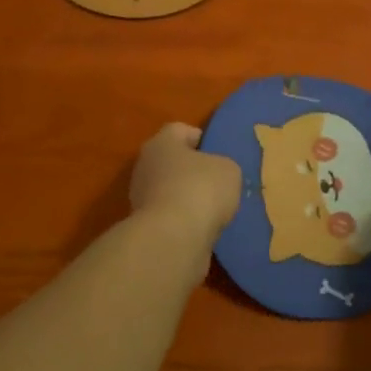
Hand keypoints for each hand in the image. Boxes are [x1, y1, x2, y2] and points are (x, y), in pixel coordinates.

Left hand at [129, 123, 240, 242]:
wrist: (174, 239)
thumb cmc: (200, 189)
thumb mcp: (228, 169)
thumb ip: (222, 166)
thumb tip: (215, 175)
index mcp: (161, 143)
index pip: (179, 130)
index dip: (200, 138)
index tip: (218, 152)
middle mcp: (146, 167)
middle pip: (173, 162)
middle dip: (194, 171)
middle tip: (220, 182)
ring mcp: (142, 199)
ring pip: (171, 191)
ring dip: (190, 199)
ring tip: (217, 210)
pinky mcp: (147, 228)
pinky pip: (172, 218)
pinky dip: (186, 222)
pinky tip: (206, 229)